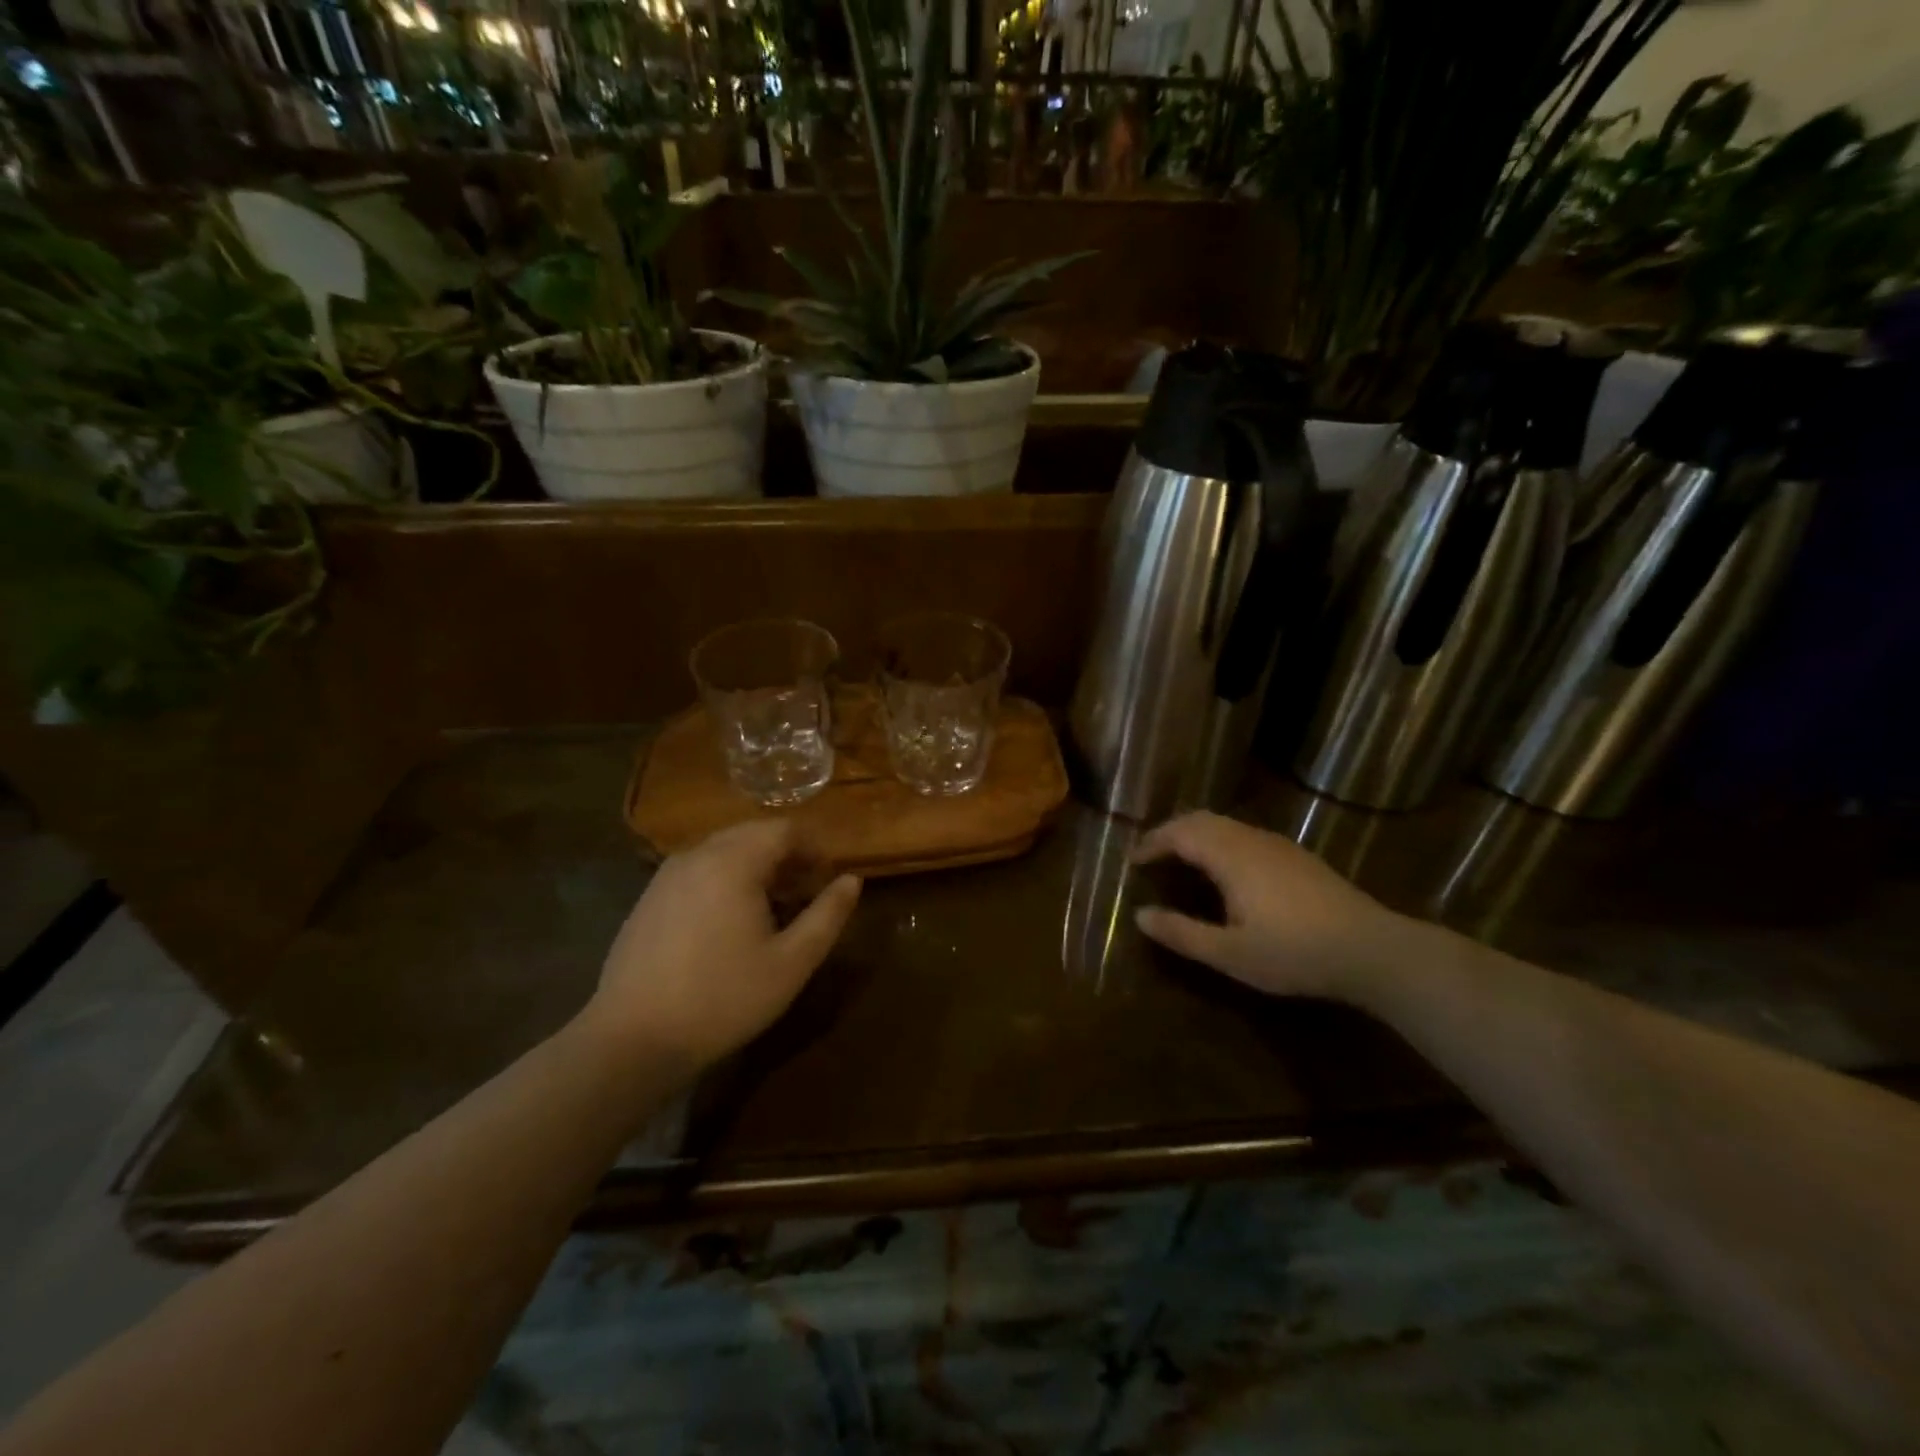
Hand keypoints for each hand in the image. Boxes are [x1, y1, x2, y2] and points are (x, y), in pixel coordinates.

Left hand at [581, 820, 860, 1076]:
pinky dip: (725, 879)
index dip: (814, 849)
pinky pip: (698, 870)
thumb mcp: (792, 962)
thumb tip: (853, 880)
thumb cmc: (724, 999)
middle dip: (786, 856)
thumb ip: (828, 915)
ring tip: (771, 910)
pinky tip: (728, 924)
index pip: (785, 829)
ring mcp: (667, 875)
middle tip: (804, 894)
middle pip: (753, 834)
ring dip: (755, 867)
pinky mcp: (649, 898)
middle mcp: (697, 854)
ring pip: (724, 851)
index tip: (827, 881)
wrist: (632, 1040)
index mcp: (733, 861)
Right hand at [1132, 811, 1406, 1003]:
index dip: (1152, 842)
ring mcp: (1279, 845)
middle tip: (1151, 854)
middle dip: (1171, 832)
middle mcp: (1251, 840)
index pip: (1180, 833)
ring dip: (1197, 835)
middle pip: (1202, 820)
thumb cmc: (1295, 953)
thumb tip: (1139, 916)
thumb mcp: (1230, 954)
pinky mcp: (1298, 857)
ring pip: (1226, 825)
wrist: (1373, 950)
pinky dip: (1221, 841)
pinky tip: (1227, 871)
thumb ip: (1182, 934)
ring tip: (1182, 860)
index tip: (1132, 860)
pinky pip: (1245, 835)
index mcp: (1230, 856)